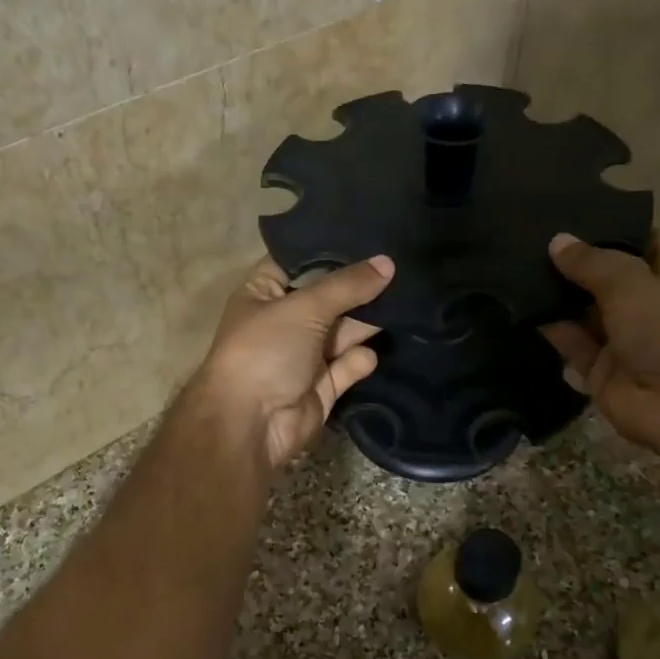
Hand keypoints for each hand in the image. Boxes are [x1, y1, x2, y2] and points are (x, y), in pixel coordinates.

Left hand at [192, 255, 393, 472]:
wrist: (250, 424)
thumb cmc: (265, 350)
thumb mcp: (305, 307)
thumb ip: (348, 285)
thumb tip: (388, 263)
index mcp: (263, 293)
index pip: (297, 261)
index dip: (329, 249)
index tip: (369, 234)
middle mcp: (284, 321)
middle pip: (328, 296)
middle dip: (359, 286)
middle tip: (402, 267)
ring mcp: (303, 355)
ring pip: (343, 330)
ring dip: (367, 321)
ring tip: (408, 301)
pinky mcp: (322, 386)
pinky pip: (348, 364)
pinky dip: (360, 359)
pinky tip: (371, 352)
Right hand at [541, 233, 659, 452]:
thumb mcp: (632, 282)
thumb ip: (592, 262)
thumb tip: (558, 241)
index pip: (647, 245)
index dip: (616, 230)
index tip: (577, 214)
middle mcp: (652, 310)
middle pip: (610, 281)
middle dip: (577, 263)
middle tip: (534, 238)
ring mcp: (626, 343)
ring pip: (586, 313)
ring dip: (559, 295)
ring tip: (520, 266)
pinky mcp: (601, 372)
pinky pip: (572, 345)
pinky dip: (552, 329)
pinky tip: (523, 306)